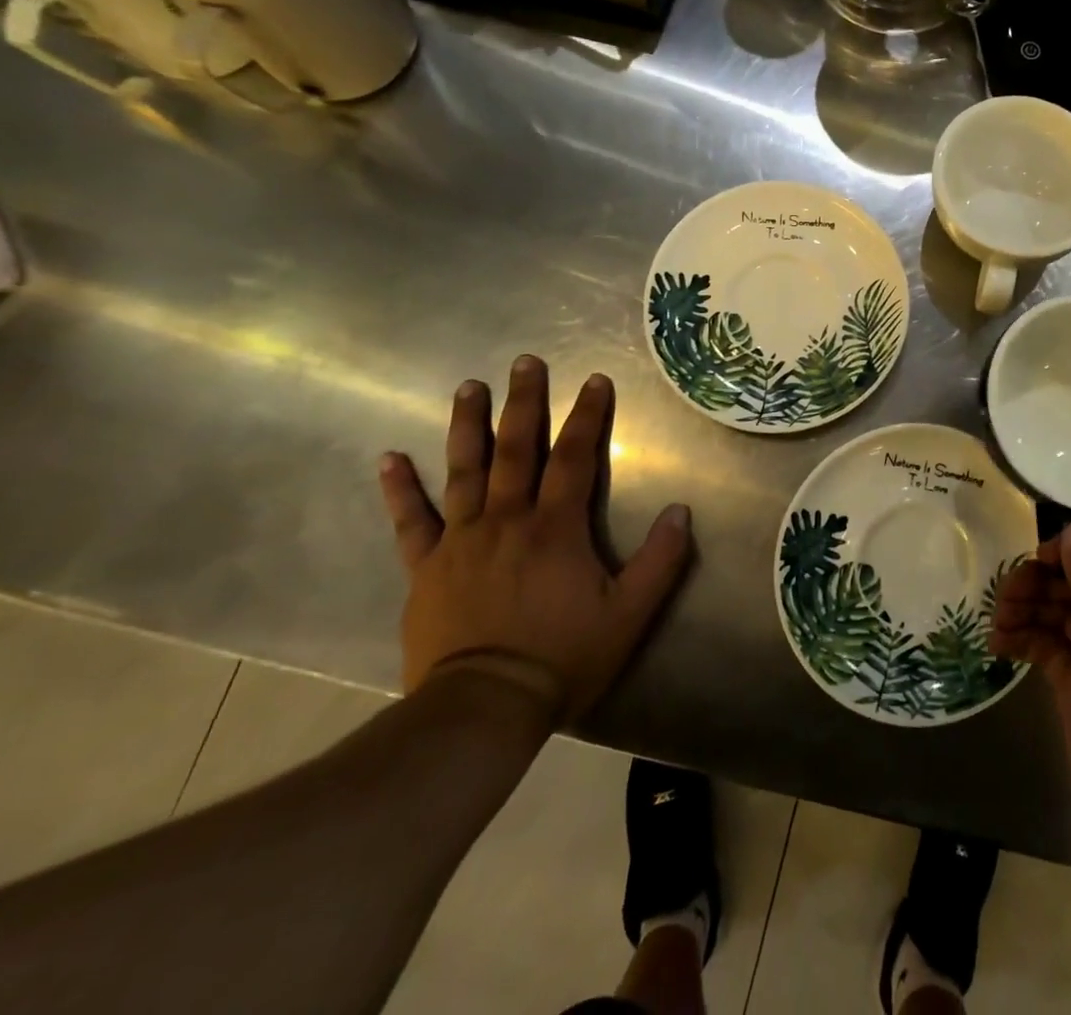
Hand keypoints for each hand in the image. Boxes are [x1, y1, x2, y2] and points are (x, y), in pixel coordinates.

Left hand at [378, 357, 691, 718]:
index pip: (574, 457)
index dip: (588, 416)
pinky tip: (389, 458)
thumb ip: (660, 559)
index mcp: (555, 528)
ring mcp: (461, 541)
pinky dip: (399, 490)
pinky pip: (410, 522)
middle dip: (524, 403)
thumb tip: (681, 510)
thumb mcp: (629, 613)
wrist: (482, 709)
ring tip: (468, 387)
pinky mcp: (426, 569)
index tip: (595, 380)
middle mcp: (507, 520)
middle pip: (516, 450)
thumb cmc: (563, 657)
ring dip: (467, 426)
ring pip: (464, 471)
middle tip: (525, 362)